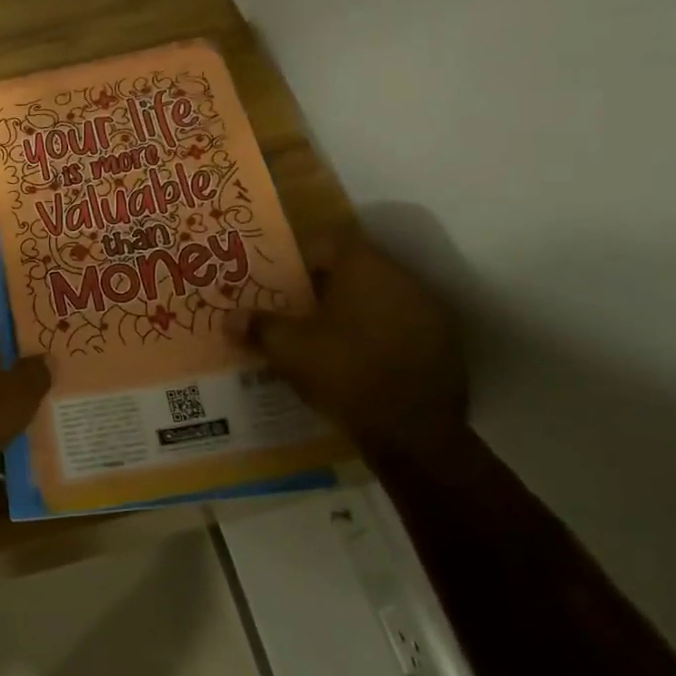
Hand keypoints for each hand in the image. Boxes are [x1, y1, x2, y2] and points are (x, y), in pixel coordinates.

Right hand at [250, 227, 466, 454]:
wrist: (414, 434)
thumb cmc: (345, 374)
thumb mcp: (289, 350)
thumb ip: (259, 326)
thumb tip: (230, 318)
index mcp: (365, 268)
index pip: (329, 241)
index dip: (302, 259)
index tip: (284, 284)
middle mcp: (403, 278)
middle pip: (357, 268)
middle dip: (327, 286)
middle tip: (299, 311)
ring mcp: (430, 311)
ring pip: (382, 296)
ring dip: (355, 310)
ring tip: (327, 338)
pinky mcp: (445, 344)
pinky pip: (403, 324)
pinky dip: (380, 333)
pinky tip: (361, 361)